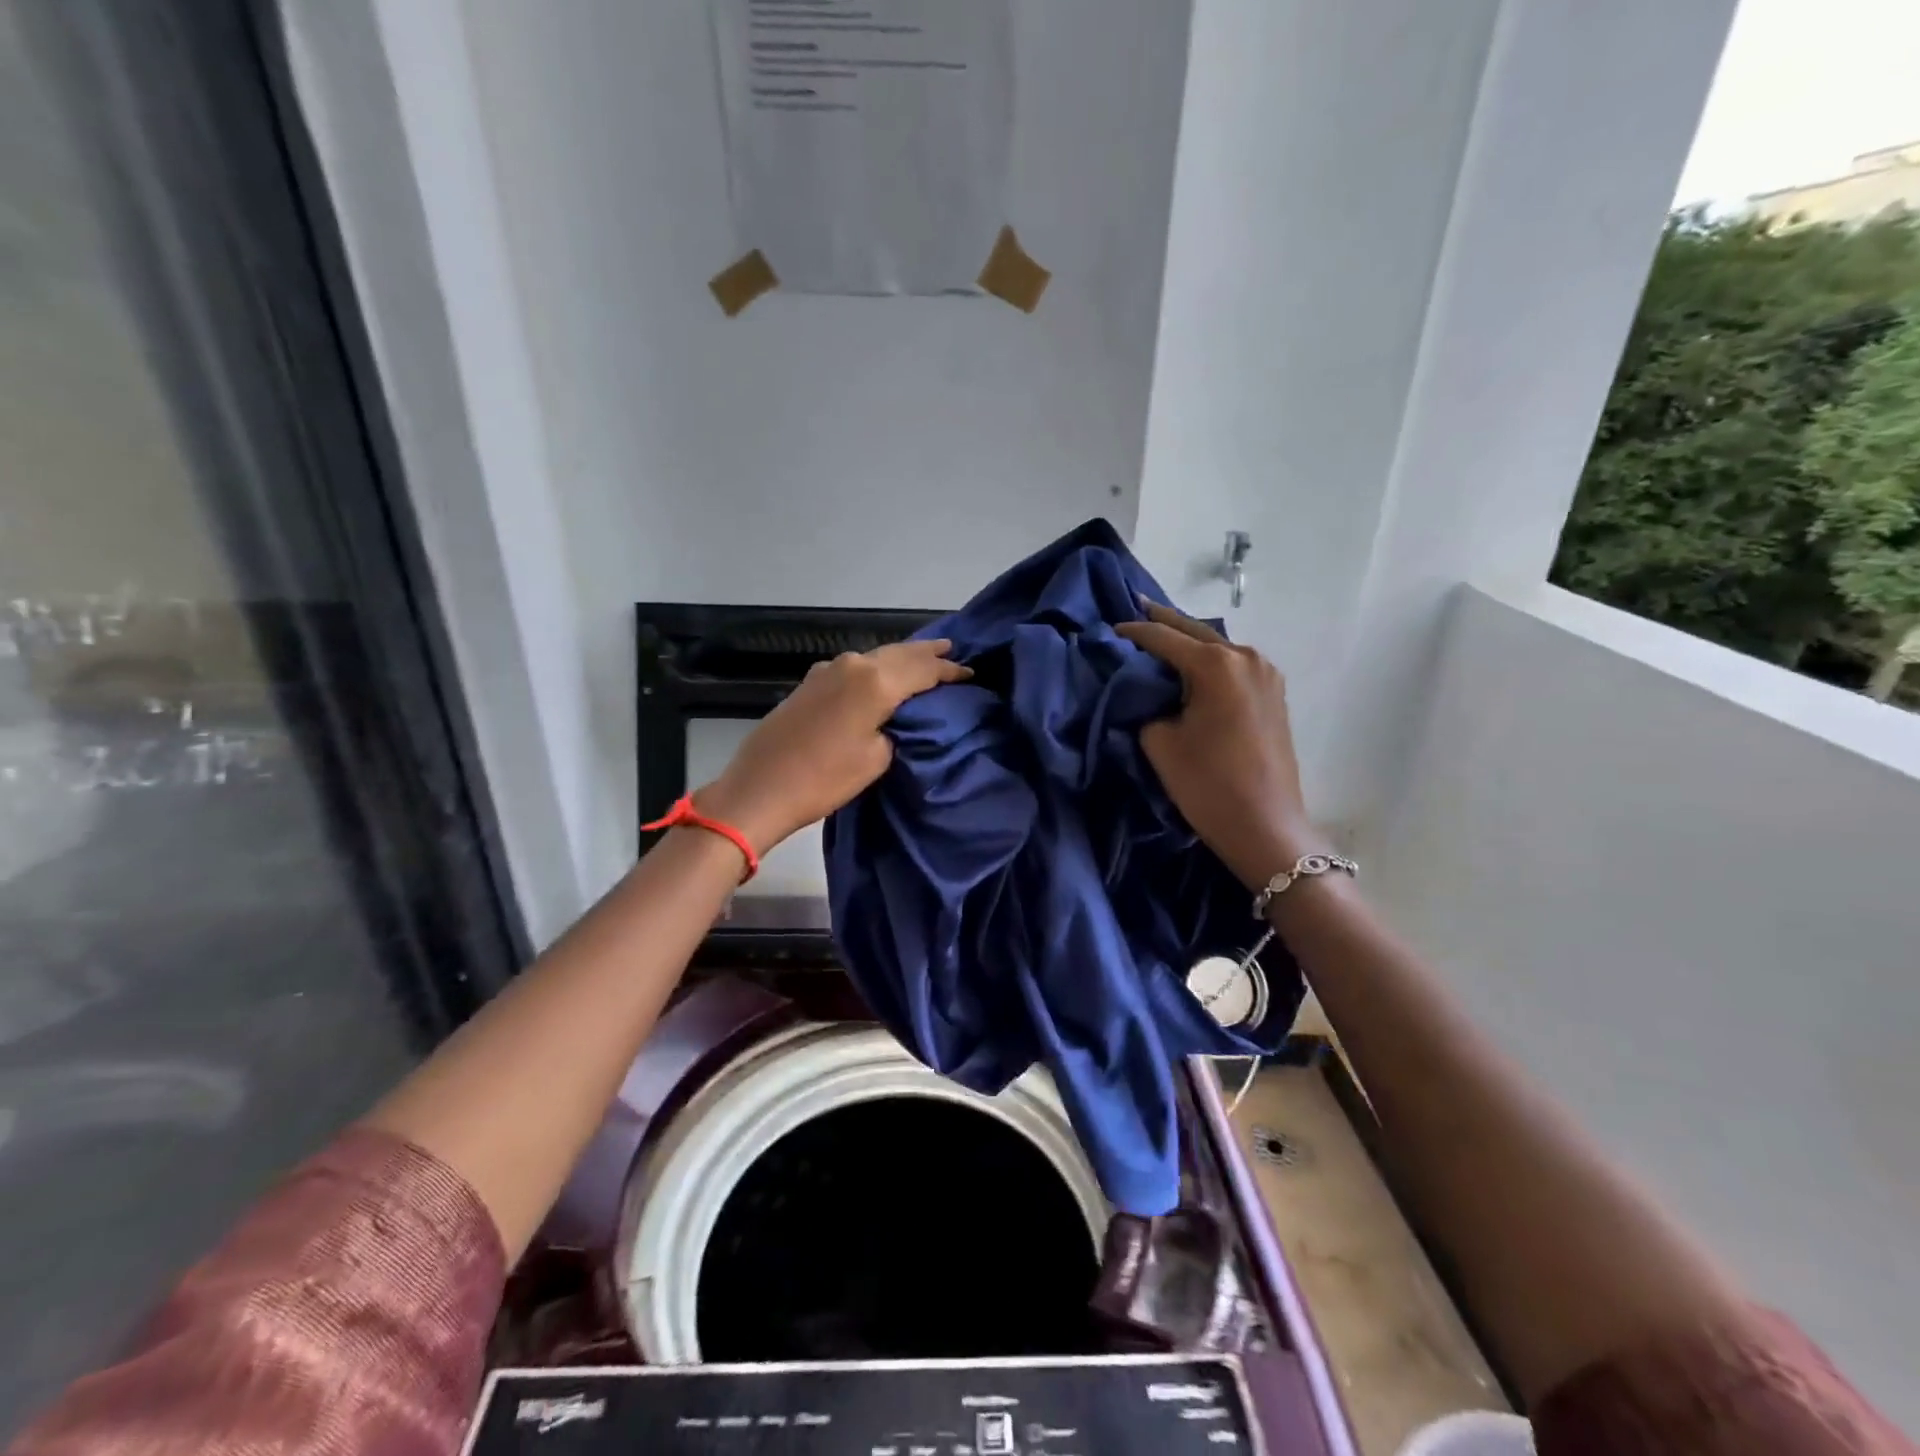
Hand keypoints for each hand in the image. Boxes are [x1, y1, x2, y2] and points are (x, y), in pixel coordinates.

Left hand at [695, 639, 970, 854]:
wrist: (760, 788)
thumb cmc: (824, 779)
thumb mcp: (876, 758)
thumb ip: (896, 728)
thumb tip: (896, 717)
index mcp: (875, 681)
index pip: (924, 669)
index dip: (949, 671)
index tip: (971, 673)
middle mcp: (853, 665)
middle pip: (900, 653)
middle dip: (928, 654)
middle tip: (953, 651)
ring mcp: (827, 670)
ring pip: (876, 657)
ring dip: (901, 658)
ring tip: (924, 659)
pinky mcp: (811, 682)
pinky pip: (856, 667)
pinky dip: (877, 668)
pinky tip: (883, 675)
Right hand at [1117, 602, 1320, 889]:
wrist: (1265, 826)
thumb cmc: (1208, 784)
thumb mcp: (1159, 742)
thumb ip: (1146, 705)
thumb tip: (1146, 692)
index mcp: (1215, 665)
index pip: (1163, 638)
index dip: (1133, 633)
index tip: (1109, 631)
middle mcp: (1245, 658)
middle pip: (1195, 631)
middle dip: (1163, 622)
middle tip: (1137, 608)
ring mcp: (1265, 674)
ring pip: (1217, 646)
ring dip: (1189, 641)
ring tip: (1160, 635)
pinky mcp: (1274, 693)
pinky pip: (1233, 664)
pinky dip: (1208, 660)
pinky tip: (1192, 664)